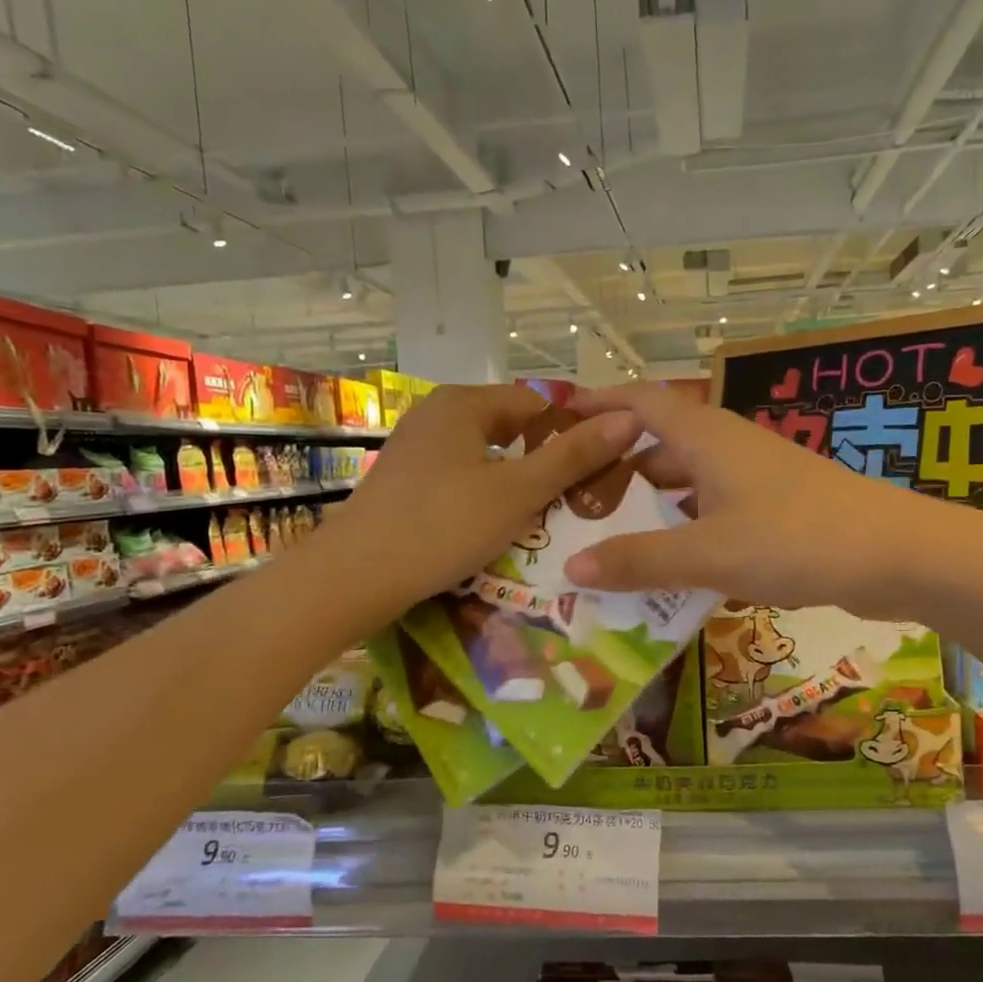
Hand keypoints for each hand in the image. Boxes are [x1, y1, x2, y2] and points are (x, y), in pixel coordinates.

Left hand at [325, 384, 637, 611]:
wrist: (354, 578)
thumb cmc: (443, 525)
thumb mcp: (519, 491)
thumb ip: (574, 456)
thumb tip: (629, 419)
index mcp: (463, 403)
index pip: (537, 404)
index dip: (572, 433)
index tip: (598, 472)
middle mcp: (435, 415)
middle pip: (510, 431)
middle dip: (545, 463)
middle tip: (576, 502)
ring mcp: (415, 450)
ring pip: (485, 460)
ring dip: (516, 486)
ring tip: (544, 521)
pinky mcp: (404, 484)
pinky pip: (460, 481)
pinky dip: (485, 499)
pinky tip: (496, 530)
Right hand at [560, 386, 924, 618]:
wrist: (898, 554)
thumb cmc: (796, 538)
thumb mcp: (709, 553)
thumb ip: (640, 560)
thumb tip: (570, 567)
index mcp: (706, 437)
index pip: (640, 402)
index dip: (599, 403)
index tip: (558, 418)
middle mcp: (728, 448)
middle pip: (660, 445)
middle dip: (616, 467)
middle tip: (571, 499)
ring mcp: (757, 478)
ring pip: (689, 483)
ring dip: (652, 505)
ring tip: (608, 537)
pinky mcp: (777, 509)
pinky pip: (715, 511)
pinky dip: (687, 530)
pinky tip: (671, 565)